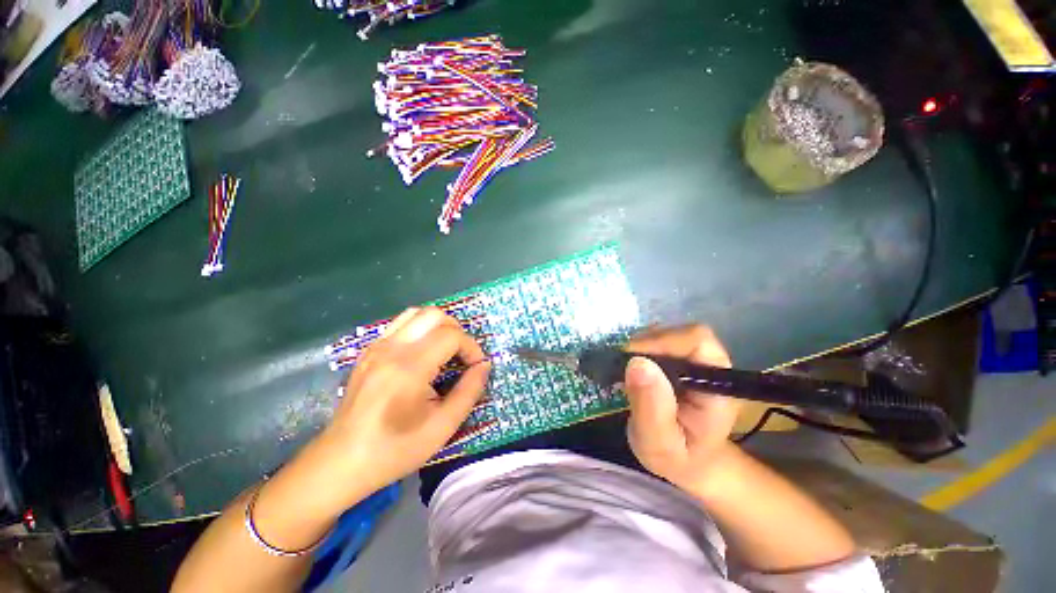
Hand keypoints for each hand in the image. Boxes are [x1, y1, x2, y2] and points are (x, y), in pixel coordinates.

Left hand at [321, 307, 490, 495]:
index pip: (451, 335)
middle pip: (434, 315)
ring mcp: (376, 346)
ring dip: (438, 326)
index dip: (471, 347)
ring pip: (416, 313)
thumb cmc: (395, 449)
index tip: (476, 367)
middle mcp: (391, 349)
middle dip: (457, 331)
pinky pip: (401, 324)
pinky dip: (420, 330)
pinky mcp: (369, 350)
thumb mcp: (443, 426)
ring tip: (445, 350)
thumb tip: (484, 365)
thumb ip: (469, 391)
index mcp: (409, 368)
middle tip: (461, 356)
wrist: (341, 462)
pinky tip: (423, 354)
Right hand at [624, 325, 740, 493]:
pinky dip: (638, 349)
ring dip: (639, 347)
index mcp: (717, 385)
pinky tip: (631, 369)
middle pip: (679, 332)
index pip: (698, 341)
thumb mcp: (660, 445)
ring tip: (626, 373)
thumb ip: (651, 408)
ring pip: (665, 333)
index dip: (663, 342)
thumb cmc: (679, 458)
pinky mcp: (678, 357)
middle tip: (623, 370)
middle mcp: (710, 364)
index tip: (632, 361)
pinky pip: (656, 339)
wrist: (690, 461)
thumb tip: (637, 362)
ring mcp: (694, 358)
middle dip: (646, 345)